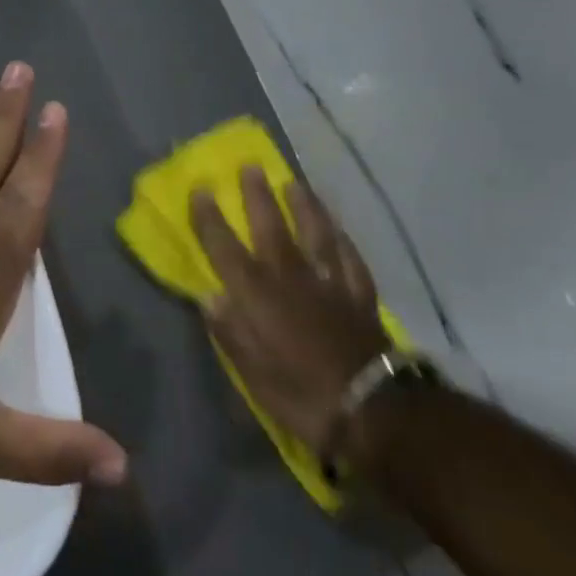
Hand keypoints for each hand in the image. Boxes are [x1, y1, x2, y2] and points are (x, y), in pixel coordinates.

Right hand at [189, 168, 389, 455]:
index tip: (201, 189)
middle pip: (270, 226)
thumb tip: (210, 298)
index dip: (210, 218)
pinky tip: (338, 228)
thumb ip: (230, 332)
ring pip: (315, 232)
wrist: (374, 410)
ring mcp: (329, 282)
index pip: (225, 247)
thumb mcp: (252, 373)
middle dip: (257, 195)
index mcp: (257, 295)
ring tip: (295, 183)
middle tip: (250, 166)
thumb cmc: (302, 394)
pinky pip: (349, 257)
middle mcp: (290, 277)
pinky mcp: (360, 294)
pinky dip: (341, 239)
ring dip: (303, 205)